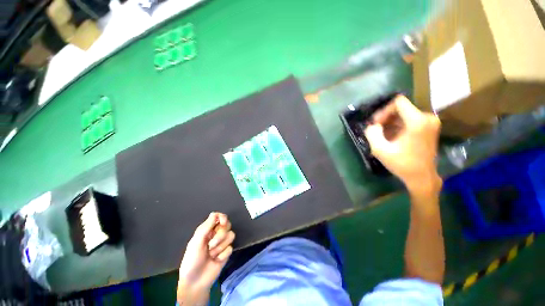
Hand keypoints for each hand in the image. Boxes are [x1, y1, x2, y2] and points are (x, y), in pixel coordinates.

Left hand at [177, 212, 234, 304]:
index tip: (222, 223)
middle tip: (211, 244)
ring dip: (220, 246)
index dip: (222, 218)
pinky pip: (230, 249)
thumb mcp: (196, 242)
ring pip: (230, 237)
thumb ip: (206, 227)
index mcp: (204, 231)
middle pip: (226, 226)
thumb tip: (216, 214)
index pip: (217, 217)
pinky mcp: (226, 255)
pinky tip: (216, 260)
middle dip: (220, 235)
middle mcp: (213, 236)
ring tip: (211, 254)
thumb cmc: (192, 259)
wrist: (197, 279)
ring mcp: (221, 246)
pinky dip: (223, 254)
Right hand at [364, 95, 441, 193]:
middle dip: (390, 117)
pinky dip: (405, 125)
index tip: (379, 124)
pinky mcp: (433, 127)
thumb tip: (373, 126)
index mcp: (417, 120)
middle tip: (381, 130)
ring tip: (388, 135)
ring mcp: (432, 122)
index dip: (385, 110)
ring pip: (409, 113)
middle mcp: (427, 117)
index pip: (398, 102)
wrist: (424, 179)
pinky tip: (398, 136)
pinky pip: (415, 118)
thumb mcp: (383, 152)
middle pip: (404, 107)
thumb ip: (372, 134)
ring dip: (396, 122)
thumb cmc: (405, 166)